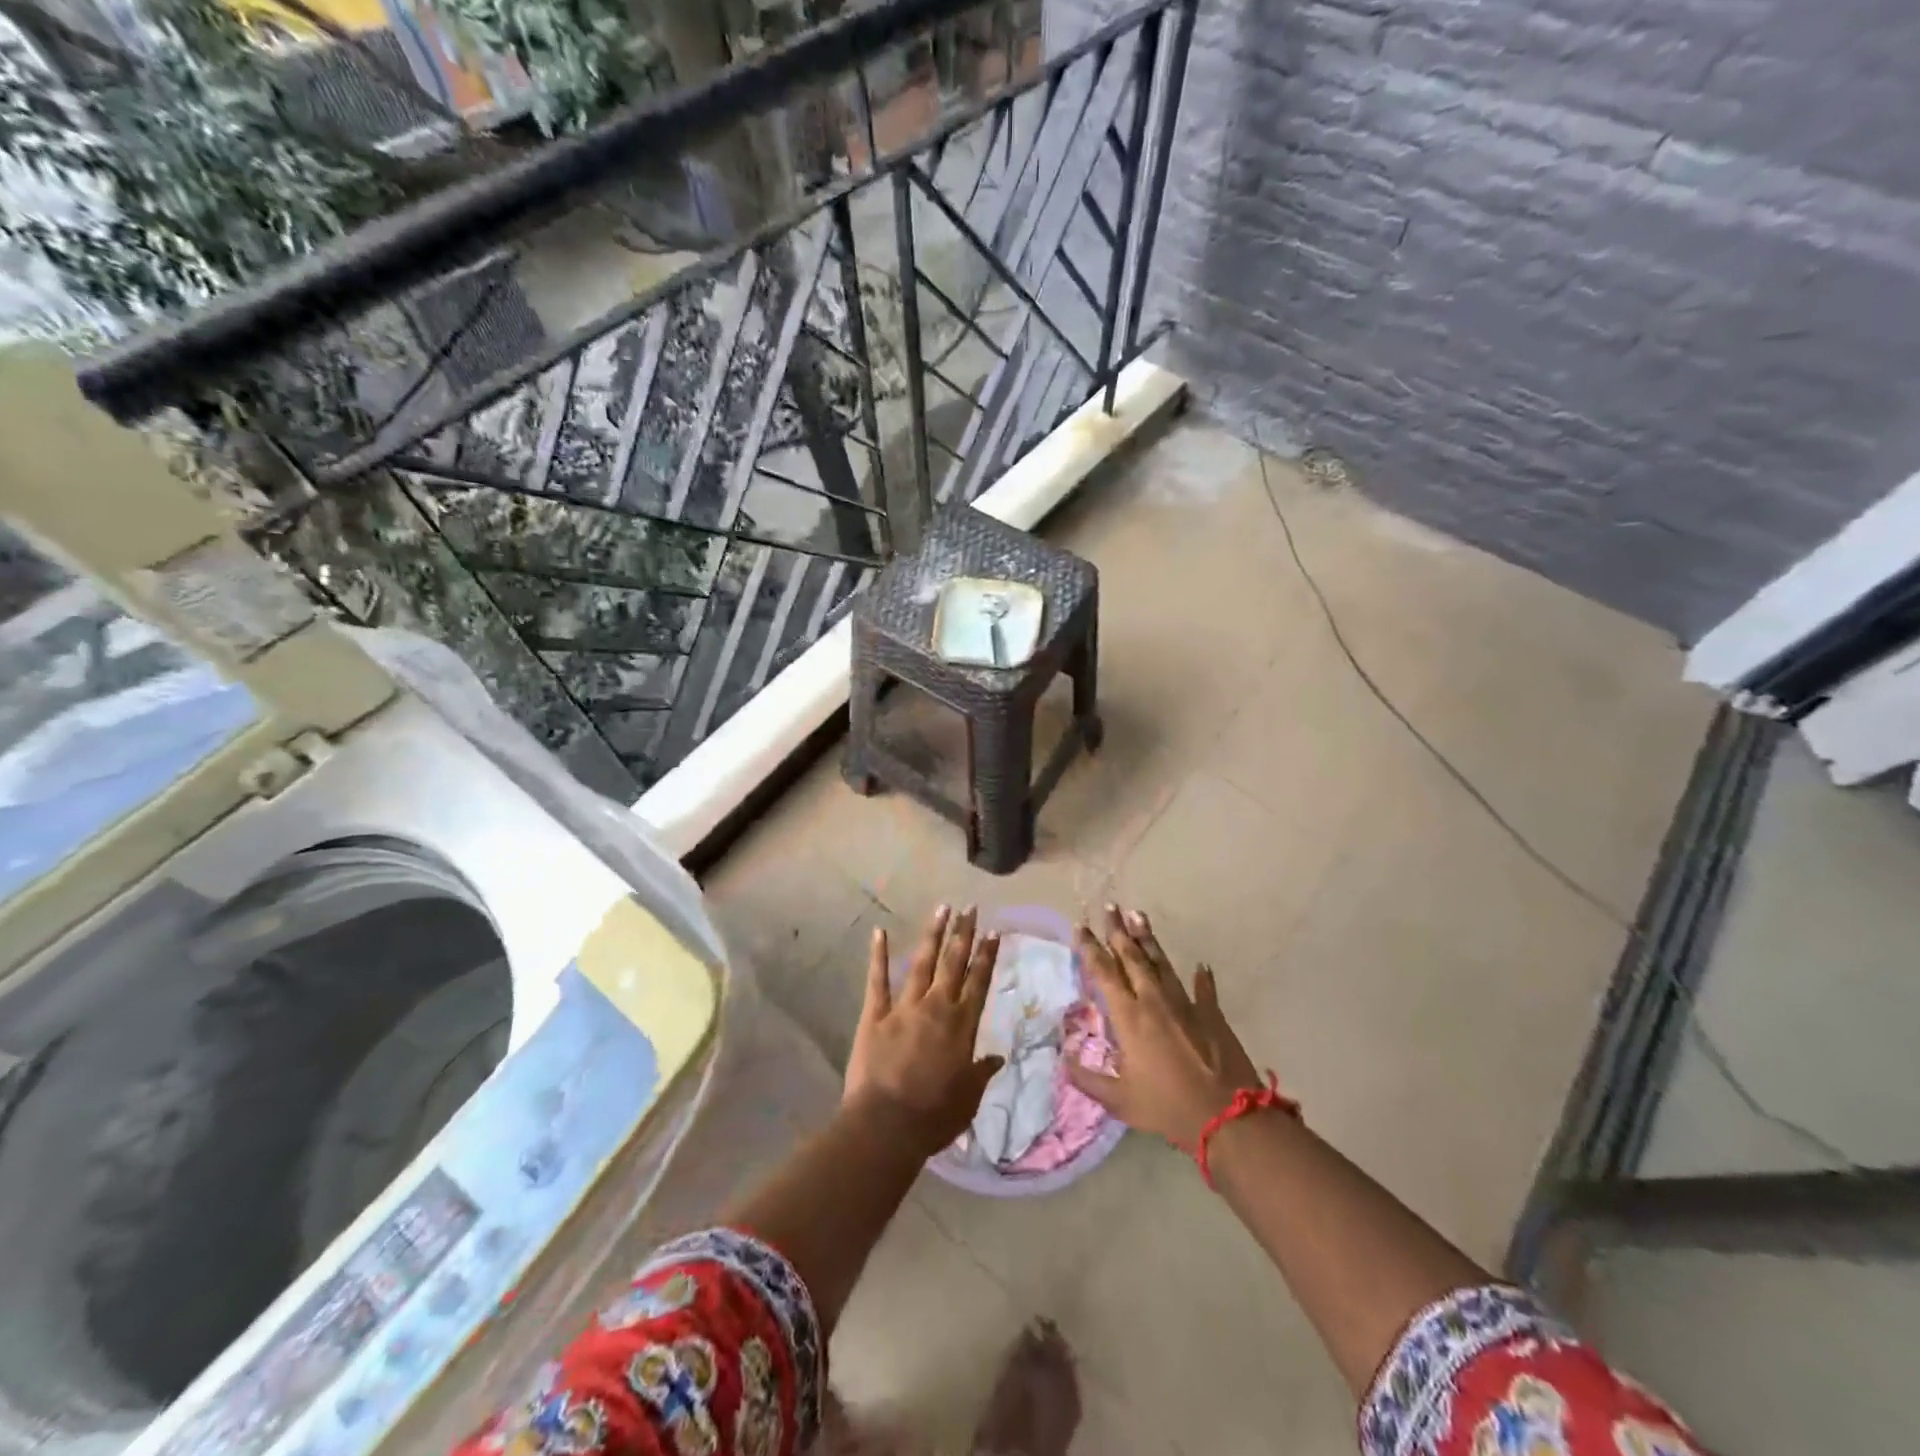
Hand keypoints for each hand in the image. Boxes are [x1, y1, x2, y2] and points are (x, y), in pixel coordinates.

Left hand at [845, 905, 1004, 1157]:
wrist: (887, 1125)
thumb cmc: (934, 1116)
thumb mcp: (968, 1098)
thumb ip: (981, 1072)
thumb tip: (998, 1057)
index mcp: (962, 1025)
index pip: (979, 982)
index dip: (987, 956)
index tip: (994, 931)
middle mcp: (936, 1007)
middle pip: (954, 963)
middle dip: (964, 933)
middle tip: (971, 907)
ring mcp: (904, 1007)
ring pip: (923, 962)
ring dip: (933, 934)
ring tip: (942, 908)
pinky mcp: (875, 1014)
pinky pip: (878, 979)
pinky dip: (879, 954)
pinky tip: (879, 931)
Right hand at [1067, 906, 1264, 1153]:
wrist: (1226, 1116)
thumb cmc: (1167, 1106)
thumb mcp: (1119, 1100)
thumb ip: (1088, 1079)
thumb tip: (1063, 1059)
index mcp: (1129, 1017)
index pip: (1104, 973)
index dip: (1090, 948)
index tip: (1081, 927)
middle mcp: (1154, 1000)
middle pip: (1133, 956)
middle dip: (1118, 930)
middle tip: (1110, 906)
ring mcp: (1185, 1004)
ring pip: (1162, 962)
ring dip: (1149, 938)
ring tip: (1138, 915)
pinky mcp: (1211, 1014)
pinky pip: (1204, 989)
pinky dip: (1202, 977)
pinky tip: (1201, 965)